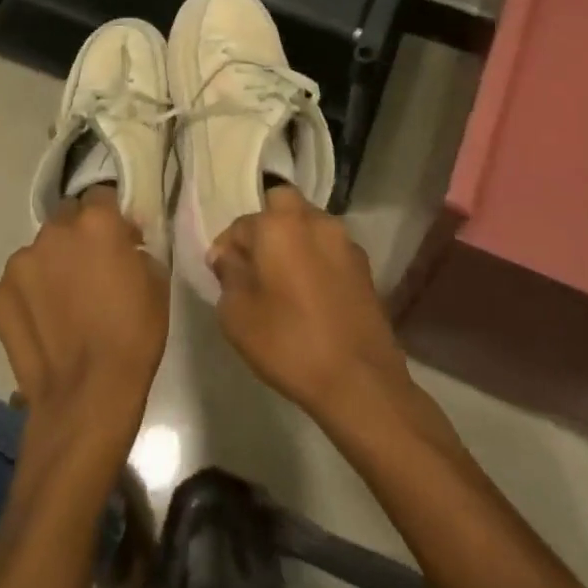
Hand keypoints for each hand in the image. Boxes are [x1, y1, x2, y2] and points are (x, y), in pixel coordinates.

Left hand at [0, 188, 168, 456]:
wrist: (87, 396)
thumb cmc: (133, 336)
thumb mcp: (156, 282)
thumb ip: (135, 249)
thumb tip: (123, 244)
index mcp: (96, 222)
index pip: (101, 195)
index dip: (110, 216)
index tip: (118, 239)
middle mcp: (53, 231)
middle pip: (66, 218)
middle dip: (78, 236)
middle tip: (90, 268)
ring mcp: (20, 262)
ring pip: (39, 251)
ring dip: (52, 264)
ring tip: (63, 300)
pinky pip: (19, 282)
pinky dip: (30, 294)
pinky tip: (43, 321)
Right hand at [209, 186, 413, 427]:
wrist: (359, 381)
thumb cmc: (288, 343)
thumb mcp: (237, 314)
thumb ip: (228, 275)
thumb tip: (228, 256)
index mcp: (279, 225)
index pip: (242, 223)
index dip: (228, 248)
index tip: (222, 274)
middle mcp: (315, 221)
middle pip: (282, 206)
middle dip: (266, 226)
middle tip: (256, 263)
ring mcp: (345, 242)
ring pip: (310, 225)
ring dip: (294, 241)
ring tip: (284, 280)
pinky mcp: (365, 267)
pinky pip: (330, 249)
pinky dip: (316, 260)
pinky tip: (310, 293)